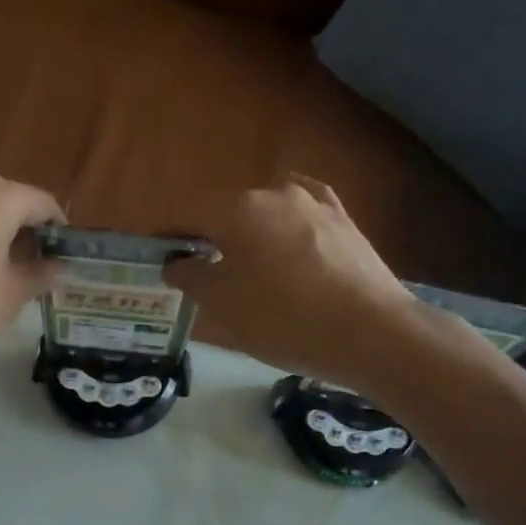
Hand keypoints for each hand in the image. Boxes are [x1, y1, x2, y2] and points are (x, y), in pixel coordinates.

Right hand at [165, 176, 421, 388]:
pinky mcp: (344, 220)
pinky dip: (285, 226)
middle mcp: (275, 192)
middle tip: (197, 266)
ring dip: (248, 230)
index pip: (188, 212)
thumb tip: (176, 261)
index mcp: (237, 209)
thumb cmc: (284, 319)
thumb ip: (191, 276)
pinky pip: (302, 215)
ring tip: (244, 261)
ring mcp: (315, 203)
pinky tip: (287, 239)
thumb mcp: (223, 305)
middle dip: (207, 233)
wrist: (371, 332)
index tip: (154, 252)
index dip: (166, 232)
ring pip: (266, 210)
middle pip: (227, 208)